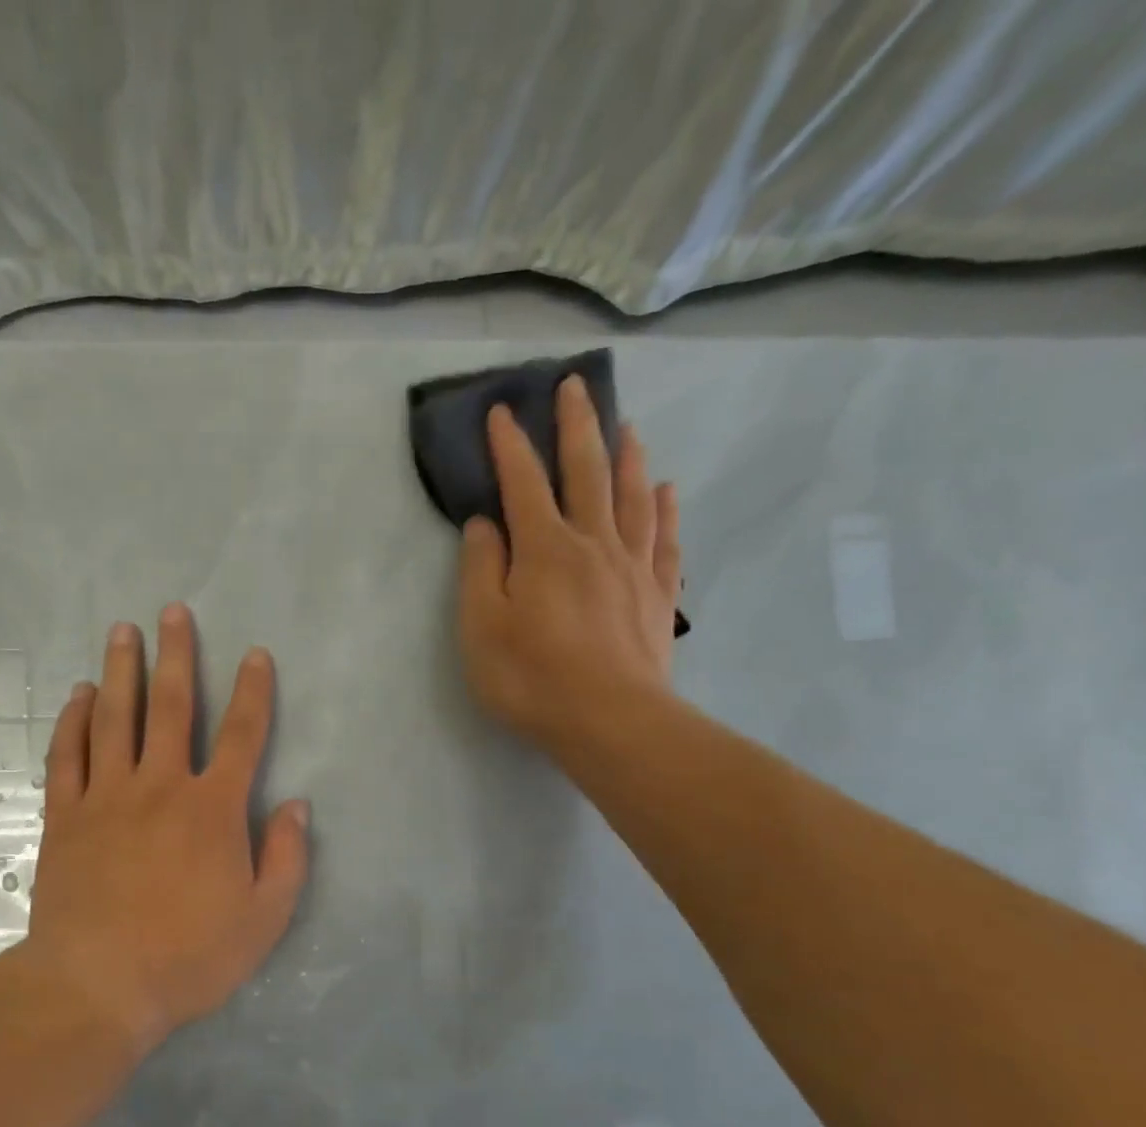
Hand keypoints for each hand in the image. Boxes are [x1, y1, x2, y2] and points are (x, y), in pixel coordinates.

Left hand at [23, 605, 310, 1050]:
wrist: (96, 985)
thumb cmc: (187, 956)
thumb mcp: (263, 919)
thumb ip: (287, 858)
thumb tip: (297, 806)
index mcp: (213, 808)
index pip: (242, 735)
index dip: (253, 691)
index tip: (255, 654)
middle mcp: (160, 786)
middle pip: (171, 706)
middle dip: (176, 655)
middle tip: (172, 612)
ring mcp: (107, 796)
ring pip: (115, 718)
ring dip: (120, 670)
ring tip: (122, 632)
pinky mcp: (66, 816)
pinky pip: (67, 755)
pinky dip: (73, 721)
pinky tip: (79, 695)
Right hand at [457, 376, 681, 758]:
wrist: (609, 721)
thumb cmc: (532, 677)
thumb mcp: (481, 627)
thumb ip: (480, 570)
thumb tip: (485, 524)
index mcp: (544, 549)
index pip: (523, 483)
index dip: (511, 445)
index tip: (502, 410)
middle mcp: (593, 543)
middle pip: (587, 472)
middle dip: (578, 426)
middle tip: (576, 385)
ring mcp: (632, 567)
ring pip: (632, 497)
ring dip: (626, 457)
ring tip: (628, 427)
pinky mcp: (657, 596)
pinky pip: (665, 540)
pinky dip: (664, 510)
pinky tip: (665, 492)